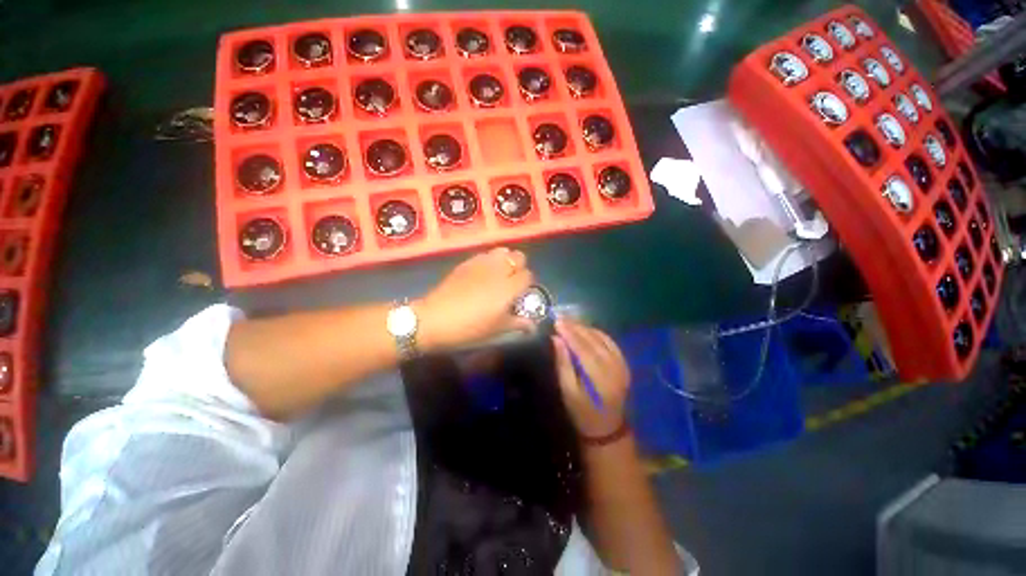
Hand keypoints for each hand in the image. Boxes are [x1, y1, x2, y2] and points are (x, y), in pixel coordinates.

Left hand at [417, 247, 533, 349]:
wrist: (435, 319)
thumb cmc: (470, 328)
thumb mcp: (497, 330)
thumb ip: (518, 324)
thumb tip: (532, 326)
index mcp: (509, 287)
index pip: (528, 275)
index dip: (527, 284)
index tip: (521, 293)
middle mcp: (499, 270)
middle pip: (518, 257)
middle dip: (519, 267)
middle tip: (512, 281)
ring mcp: (482, 263)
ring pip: (502, 251)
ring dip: (505, 260)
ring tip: (499, 274)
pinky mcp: (467, 262)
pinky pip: (485, 254)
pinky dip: (490, 260)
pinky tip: (482, 273)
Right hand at [552, 320, 630, 438]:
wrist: (607, 428)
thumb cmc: (582, 413)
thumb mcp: (568, 392)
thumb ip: (563, 364)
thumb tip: (556, 340)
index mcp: (600, 379)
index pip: (583, 349)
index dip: (570, 333)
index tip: (557, 322)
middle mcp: (614, 369)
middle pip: (593, 341)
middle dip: (576, 328)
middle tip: (560, 318)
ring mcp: (622, 365)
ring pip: (603, 339)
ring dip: (585, 328)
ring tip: (569, 322)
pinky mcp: (624, 364)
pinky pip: (611, 342)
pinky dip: (597, 333)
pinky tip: (586, 329)